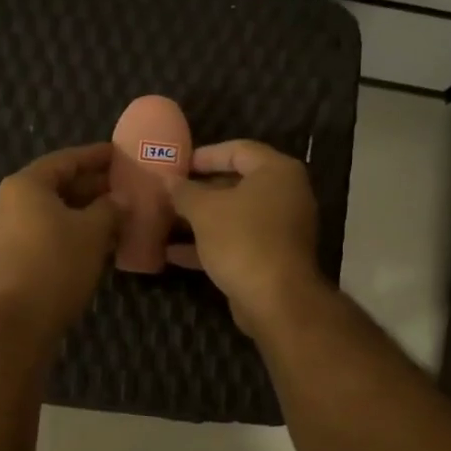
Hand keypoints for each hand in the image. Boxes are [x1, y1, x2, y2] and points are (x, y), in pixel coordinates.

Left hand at [0, 144, 121, 343]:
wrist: (20, 322)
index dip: (95, 156)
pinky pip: (42, 231)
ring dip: (82, 210)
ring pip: (50, 211)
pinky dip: (68, 230)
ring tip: (115, 213)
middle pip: (55, 184)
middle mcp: (7, 201)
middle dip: (91, 186)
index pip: (65, 160)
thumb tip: (122, 199)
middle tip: (123, 186)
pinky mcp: (7, 256)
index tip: (119, 154)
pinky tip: (95, 239)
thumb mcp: (93, 232)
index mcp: (24, 185)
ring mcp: (3, 230)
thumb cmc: (57, 265)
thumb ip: (110, 208)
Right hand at [169, 140, 322, 339]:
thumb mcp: (204, 210)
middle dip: (199, 190)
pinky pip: (237, 240)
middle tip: (169, 192)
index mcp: (276, 172)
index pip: (238, 150)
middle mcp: (285, 194)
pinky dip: (209, 243)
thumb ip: (184, 191)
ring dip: (200, 219)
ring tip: (165, 220)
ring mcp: (280, 227)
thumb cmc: (242, 240)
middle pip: (236, 183)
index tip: (177, 164)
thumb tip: (168, 180)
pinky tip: (173, 253)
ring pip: (234, 215)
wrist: (276, 300)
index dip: (205, 155)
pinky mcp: (272, 256)